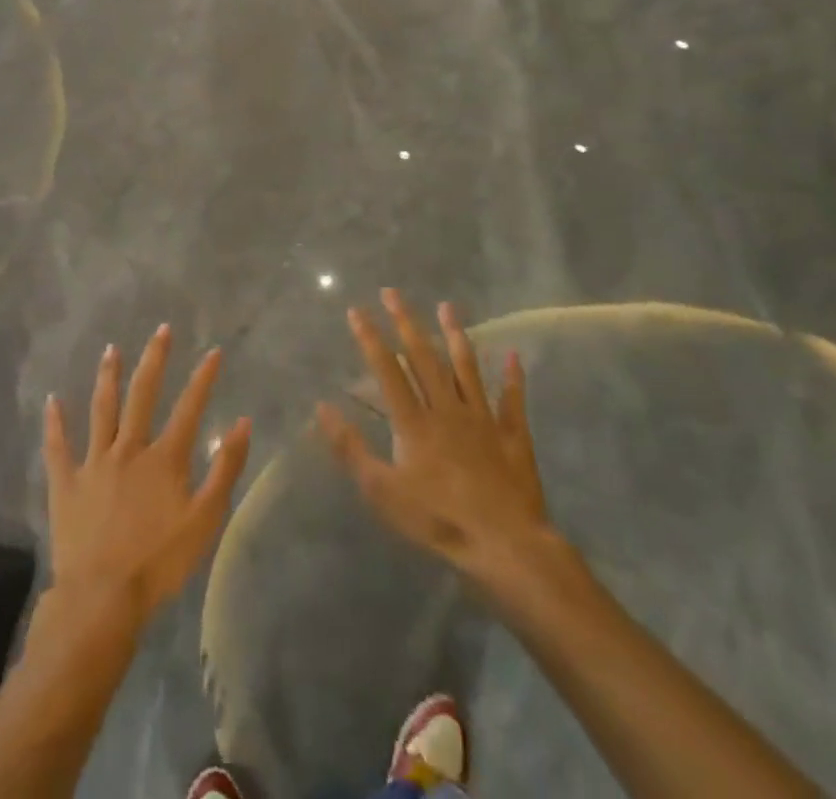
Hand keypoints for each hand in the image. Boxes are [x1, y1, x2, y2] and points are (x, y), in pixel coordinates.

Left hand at [43, 327, 250, 628]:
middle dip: (154, 360)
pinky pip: (58, 447)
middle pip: (143, 394)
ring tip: (111, 349)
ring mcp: (94, 463)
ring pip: (102, 409)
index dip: (204, 378)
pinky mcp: (67, 483)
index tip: (214, 351)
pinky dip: (55, 423)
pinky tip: (52, 400)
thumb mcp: (205, 520)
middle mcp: (129, 449)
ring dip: (108, 377)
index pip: (189, 407)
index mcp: (164, 458)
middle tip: (161, 330)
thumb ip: (225, 469)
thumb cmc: (159, 563)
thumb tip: (242, 423)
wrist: (102, 598)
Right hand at [318, 290, 565, 594]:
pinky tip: (513, 354)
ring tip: (447, 306)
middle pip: (424, 357)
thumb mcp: (382, 491)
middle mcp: (447, 409)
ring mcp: (482, 418)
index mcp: (414, 422)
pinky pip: (512, 400)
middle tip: (393, 292)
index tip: (357, 310)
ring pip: (466, 367)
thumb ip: (351, 448)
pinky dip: (512, 377)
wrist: (504, 544)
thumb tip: (322, 406)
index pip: (387, 370)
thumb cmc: (437, 519)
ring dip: (455, 335)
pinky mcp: (512, 435)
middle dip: (406, 322)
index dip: (371, 338)